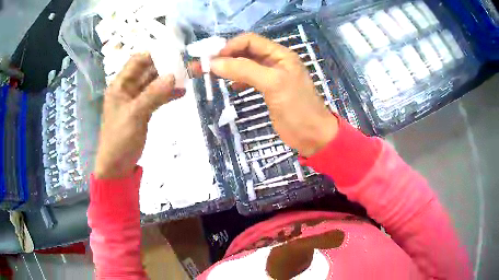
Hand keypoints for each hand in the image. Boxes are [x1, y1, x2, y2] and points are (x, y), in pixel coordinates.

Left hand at [95, 53, 183, 178]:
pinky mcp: (143, 111)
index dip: (153, 54)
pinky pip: (157, 98)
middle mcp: (128, 89)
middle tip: (186, 64)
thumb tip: (173, 75)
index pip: (137, 62)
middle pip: (147, 72)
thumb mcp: (134, 114)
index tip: (173, 52)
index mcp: (120, 85)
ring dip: (169, 80)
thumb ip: (152, 94)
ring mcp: (136, 100)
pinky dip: (168, 95)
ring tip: (188, 76)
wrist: (117, 165)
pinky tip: (182, 93)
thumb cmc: (119, 138)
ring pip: (154, 84)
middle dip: (165, 67)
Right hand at [210, 33, 337, 156]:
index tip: (213, 60)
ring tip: (210, 76)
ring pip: (245, 65)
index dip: (230, 47)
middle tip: (203, 67)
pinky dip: (237, 80)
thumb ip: (245, 70)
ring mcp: (271, 76)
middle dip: (224, 57)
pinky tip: (231, 86)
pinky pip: (248, 79)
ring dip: (228, 68)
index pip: (249, 40)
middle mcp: (274, 61)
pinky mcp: (268, 90)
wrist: (312, 136)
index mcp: (280, 54)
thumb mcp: (273, 84)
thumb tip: (214, 63)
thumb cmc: (297, 108)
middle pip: (245, 52)